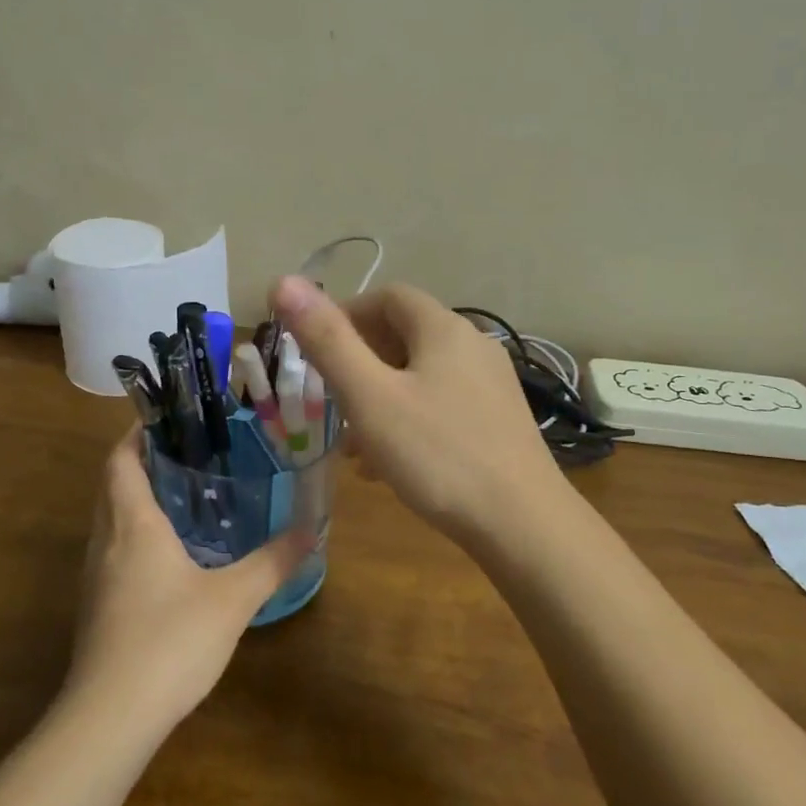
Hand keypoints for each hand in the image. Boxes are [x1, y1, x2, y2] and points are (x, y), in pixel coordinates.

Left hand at [68, 428, 314, 730]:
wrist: (110, 716)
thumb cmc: (170, 641)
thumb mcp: (233, 599)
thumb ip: (272, 563)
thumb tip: (311, 532)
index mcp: (133, 525)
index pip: (120, 461)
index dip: (136, 435)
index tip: (166, 419)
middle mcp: (105, 542)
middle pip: (113, 487)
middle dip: (142, 464)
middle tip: (187, 454)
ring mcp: (95, 577)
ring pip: (110, 521)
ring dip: (137, 501)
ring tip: (183, 496)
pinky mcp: (97, 607)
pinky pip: (113, 552)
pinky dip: (136, 536)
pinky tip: (171, 556)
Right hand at [269, 275, 567, 547]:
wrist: (523, 523)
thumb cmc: (438, 455)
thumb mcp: (370, 398)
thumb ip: (327, 341)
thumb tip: (283, 282)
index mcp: (444, 329)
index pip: (388, 296)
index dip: (346, 313)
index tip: (314, 349)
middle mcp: (474, 346)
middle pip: (405, 335)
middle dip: (360, 361)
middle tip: (329, 398)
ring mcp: (491, 385)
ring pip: (421, 375)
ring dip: (380, 397)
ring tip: (352, 442)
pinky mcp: (498, 421)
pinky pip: (441, 404)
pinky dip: (408, 419)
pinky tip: (388, 464)